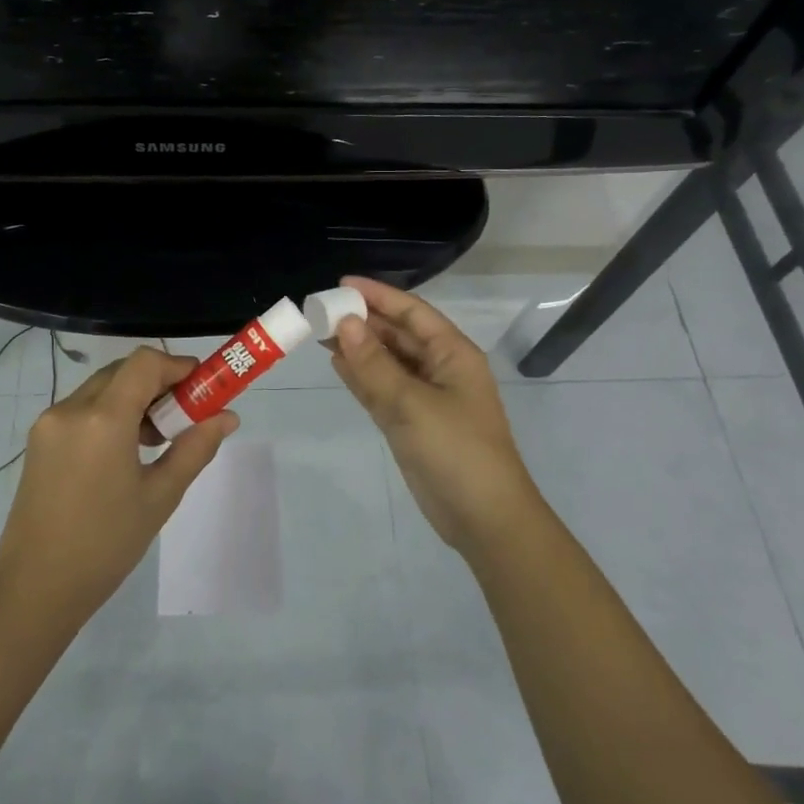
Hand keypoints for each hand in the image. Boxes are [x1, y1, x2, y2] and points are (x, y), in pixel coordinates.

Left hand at [0, 346, 238, 627]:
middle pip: (123, 371)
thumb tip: (227, 417)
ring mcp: (49, 422)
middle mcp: (71, 408)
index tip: (201, 388)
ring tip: (156, 440)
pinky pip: (82, 408)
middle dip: (158, 383)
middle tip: (184, 416)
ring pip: (102, 387)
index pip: (145, 363)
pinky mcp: (39, 439)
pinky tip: (124, 451)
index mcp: (103, 419)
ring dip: (134, 398)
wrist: (35, 588)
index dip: (177, 366)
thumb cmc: (106, 545)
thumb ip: (195, 448)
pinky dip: (110, 412)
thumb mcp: (160, 496)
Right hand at [330, 276, 540, 558]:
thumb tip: (345, 323)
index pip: (411, 312)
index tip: (340, 285)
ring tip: (320, 332)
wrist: (483, 519)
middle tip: (320, 311)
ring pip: (386, 362)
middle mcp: (439, 369)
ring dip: (357, 348)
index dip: (378, 295)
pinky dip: (361, 376)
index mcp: (453, 354)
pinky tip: (336, 364)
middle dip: (362, 321)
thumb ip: (374, 364)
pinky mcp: (411, 422)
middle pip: (397, 334)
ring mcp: (425, 397)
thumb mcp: (412, 404)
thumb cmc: (455, 450)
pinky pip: (382, 389)